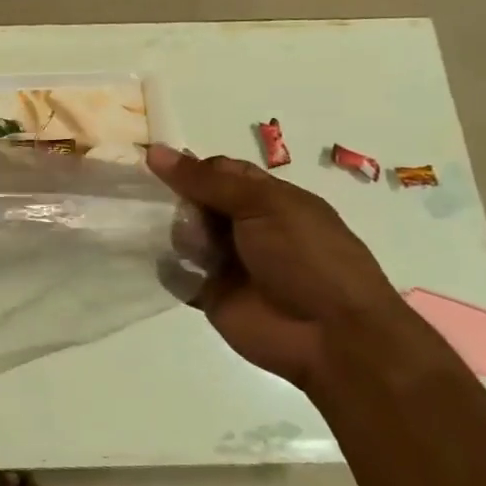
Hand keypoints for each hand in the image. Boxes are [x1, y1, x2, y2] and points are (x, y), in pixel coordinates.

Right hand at [147, 145, 411, 389]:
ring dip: (174, 233)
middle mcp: (246, 227)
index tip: (155, 165)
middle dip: (177, 200)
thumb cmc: (306, 257)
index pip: (219, 172)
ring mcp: (227, 262)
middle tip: (170, 206)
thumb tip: (154, 151)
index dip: (191, 168)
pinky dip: (167, 268)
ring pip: (183, 235)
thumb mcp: (262, 205)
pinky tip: (160, 261)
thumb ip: (207, 181)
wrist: (331, 335)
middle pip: (196, 202)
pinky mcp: (210, 295)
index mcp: (269, 199)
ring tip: (189, 246)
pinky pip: (178, 274)